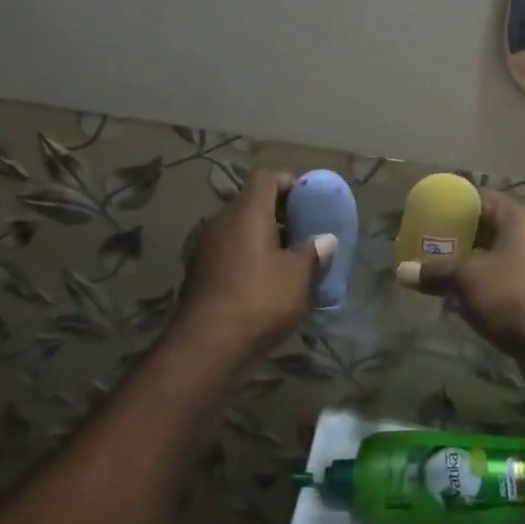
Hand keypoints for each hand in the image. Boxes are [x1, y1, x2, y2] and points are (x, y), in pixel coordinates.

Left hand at [173, 170, 332, 357]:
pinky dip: (249, 258)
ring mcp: (205, 247)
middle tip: (305, 234)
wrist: (206, 345)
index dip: (290, 184)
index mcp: (246, 211)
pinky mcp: (199, 272)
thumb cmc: (259, 299)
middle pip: (252, 203)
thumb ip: (315, 253)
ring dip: (265, 239)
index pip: (267, 177)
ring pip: (240, 230)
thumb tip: (326, 240)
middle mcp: (221, 221)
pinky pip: (230, 252)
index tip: (309, 204)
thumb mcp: (299, 276)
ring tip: (290, 262)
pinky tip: (266, 284)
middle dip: (281, 215)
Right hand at [394, 189, 524, 362]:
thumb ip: (434, 271)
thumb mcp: (466, 280)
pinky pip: (505, 277)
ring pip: (496, 255)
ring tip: (438, 272)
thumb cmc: (512, 297)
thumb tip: (401, 272)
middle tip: (428, 245)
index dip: (453, 205)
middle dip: (457, 237)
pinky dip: (484, 283)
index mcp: (520, 217)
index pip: (481, 198)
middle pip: (488, 226)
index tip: (428, 215)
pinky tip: (460, 298)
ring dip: (469, 264)